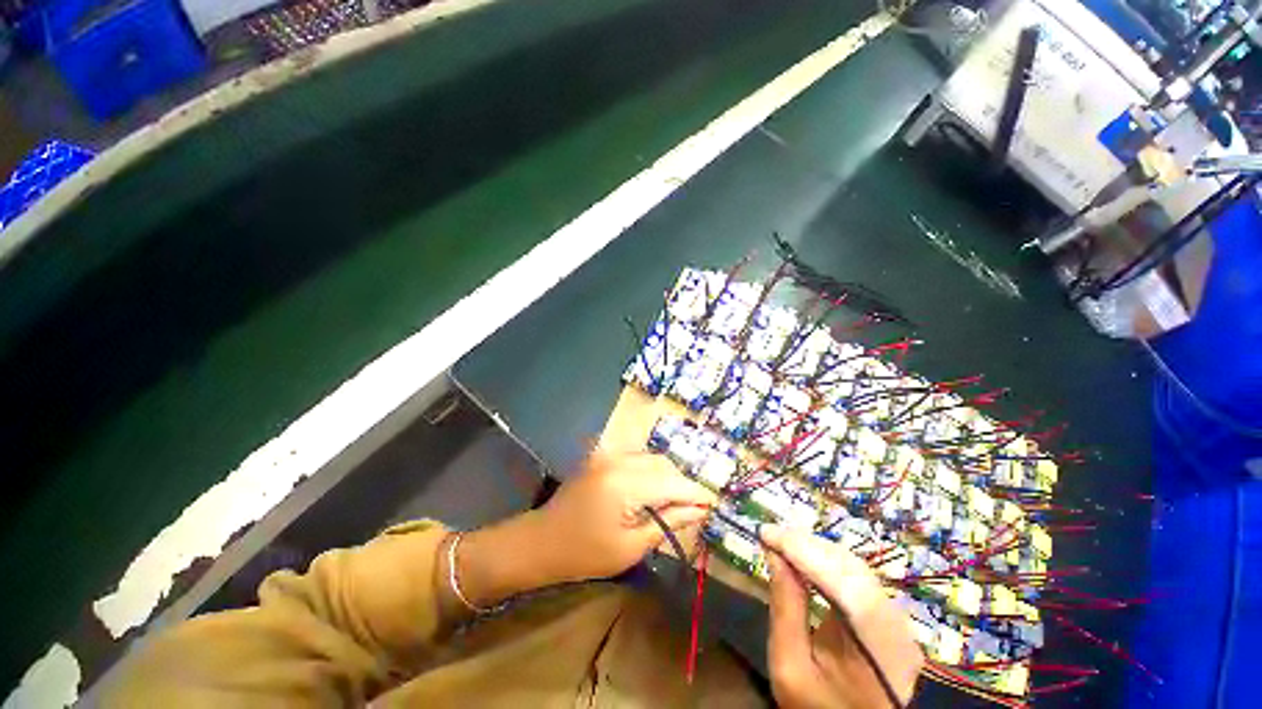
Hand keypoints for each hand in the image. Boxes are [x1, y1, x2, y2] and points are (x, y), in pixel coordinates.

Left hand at [534, 450, 716, 582]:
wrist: (541, 541)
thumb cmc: (584, 553)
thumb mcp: (630, 547)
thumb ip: (667, 523)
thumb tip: (698, 510)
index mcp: (624, 484)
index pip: (671, 482)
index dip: (695, 492)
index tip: (713, 503)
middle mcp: (618, 460)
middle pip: (663, 464)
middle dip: (682, 483)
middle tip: (695, 506)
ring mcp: (608, 455)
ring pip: (651, 458)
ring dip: (667, 475)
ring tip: (676, 500)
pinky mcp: (602, 457)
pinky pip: (637, 458)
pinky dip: (651, 470)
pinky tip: (654, 489)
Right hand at [761, 525, 923, 708]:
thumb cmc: (814, 704)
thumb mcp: (788, 666)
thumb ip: (785, 609)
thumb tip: (774, 553)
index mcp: (880, 657)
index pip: (848, 590)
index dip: (807, 554)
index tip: (768, 534)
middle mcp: (900, 632)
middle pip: (854, 573)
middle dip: (808, 546)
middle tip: (770, 534)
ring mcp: (898, 621)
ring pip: (856, 567)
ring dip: (815, 548)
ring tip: (781, 539)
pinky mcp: (888, 614)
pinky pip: (856, 575)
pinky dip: (825, 559)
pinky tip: (802, 553)